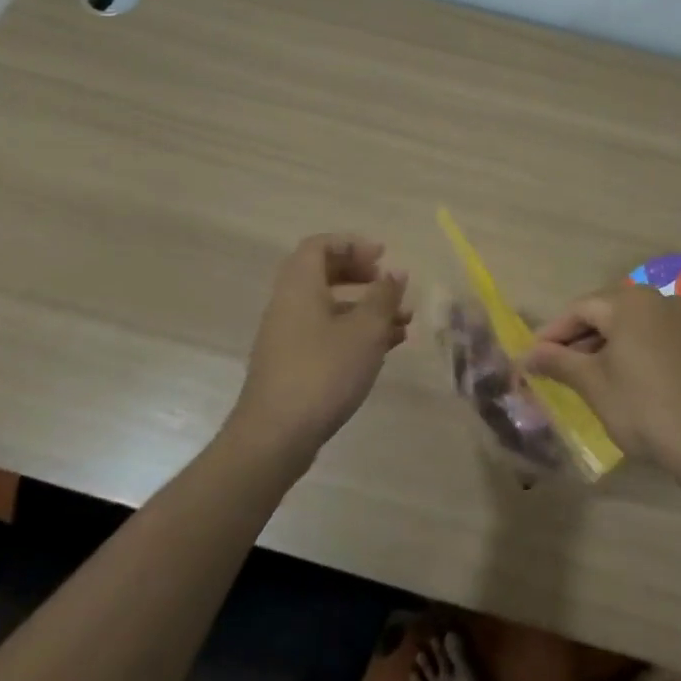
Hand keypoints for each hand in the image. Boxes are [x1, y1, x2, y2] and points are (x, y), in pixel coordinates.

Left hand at [227, 233, 410, 461]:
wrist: (276, 436)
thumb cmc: (324, 371)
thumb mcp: (366, 330)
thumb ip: (384, 297)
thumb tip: (395, 273)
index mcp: (300, 286)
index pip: (320, 246)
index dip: (352, 245)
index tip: (382, 257)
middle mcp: (288, 305)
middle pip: (324, 275)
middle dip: (362, 277)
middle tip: (390, 286)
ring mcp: (287, 337)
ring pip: (330, 309)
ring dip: (366, 310)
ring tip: (404, 322)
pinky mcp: (292, 366)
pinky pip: (326, 335)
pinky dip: (355, 334)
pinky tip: (385, 350)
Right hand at [527, 281, 680, 474]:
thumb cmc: (643, 407)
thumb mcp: (593, 384)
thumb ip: (558, 362)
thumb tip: (527, 355)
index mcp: (629, 302)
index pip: (579, 308)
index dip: (552, 332)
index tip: (532, 357)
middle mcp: (656, 300)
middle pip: (604, 311)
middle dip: (577, 337)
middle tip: (554, 366)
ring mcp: (680, 320)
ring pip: (628, 324)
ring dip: (602, 344)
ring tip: (582, 375)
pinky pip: (650, 335)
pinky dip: (628, 350)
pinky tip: (619, 377)